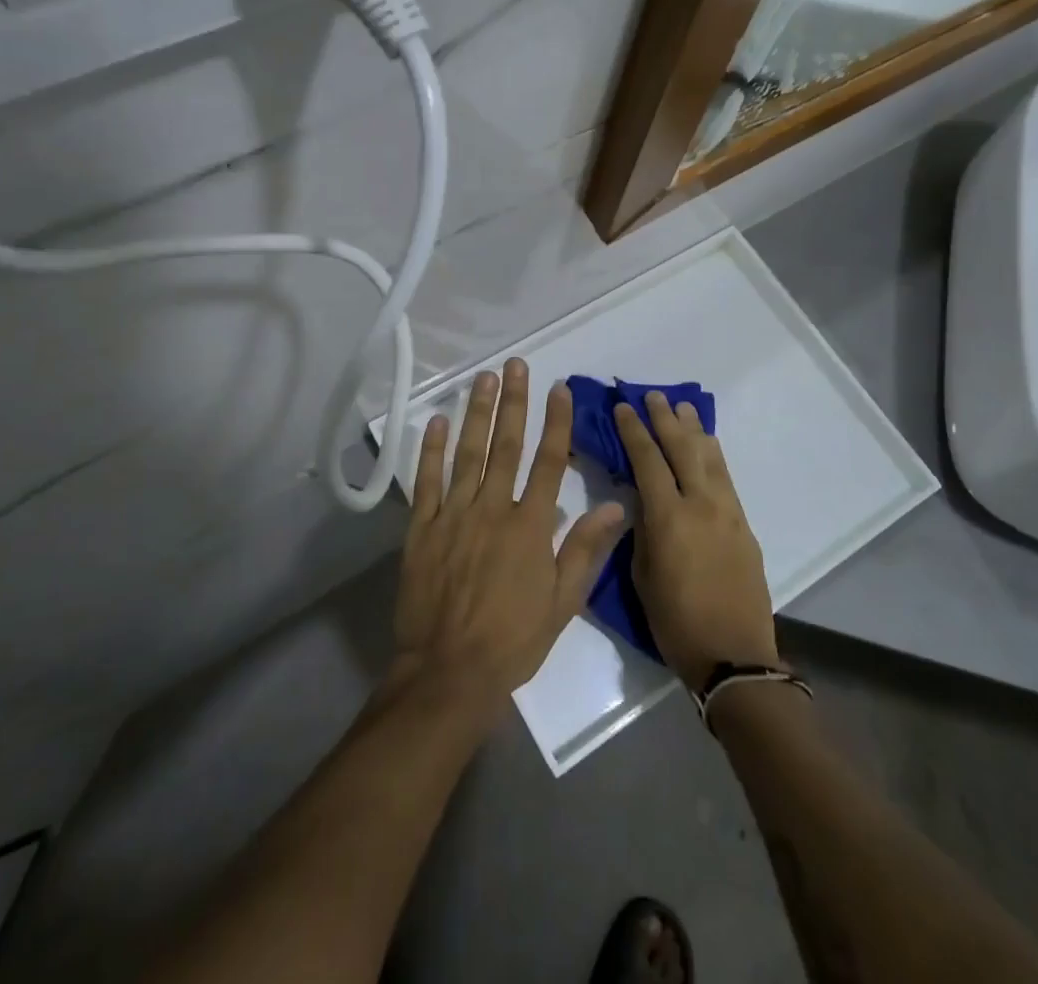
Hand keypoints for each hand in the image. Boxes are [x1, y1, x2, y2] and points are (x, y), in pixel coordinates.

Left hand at [390, 359, 626, 719]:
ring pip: (467, 453)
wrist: (448, 672)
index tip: (558, 389)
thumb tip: (616, 507)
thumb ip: (585, 550)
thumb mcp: (562, 603)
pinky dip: (431, 449)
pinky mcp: (420, 528)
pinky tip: (437, 422)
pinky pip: (426, 481)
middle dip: (513, 402)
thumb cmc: (512, 641)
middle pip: (506, 445)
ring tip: (482, 378)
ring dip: (476, 413)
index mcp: (530, 526)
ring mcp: (452, 515)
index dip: (556, 422)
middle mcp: (492, 509)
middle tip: (515, 365)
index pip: (549, 462)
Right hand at [616, 391, 778, 689]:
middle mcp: (701, 505)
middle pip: (682, 449)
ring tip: (682, 407)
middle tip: (652, 395)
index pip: (647, 460)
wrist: (734, 655)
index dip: (633, 430)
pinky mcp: (744, 525)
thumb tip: (641, 499)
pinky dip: (713, 454)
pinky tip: (707, 444)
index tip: (623, 406)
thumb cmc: (675, 622)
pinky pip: (726, 477)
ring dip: (694, 429)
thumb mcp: (642, 575)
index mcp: (669, 518)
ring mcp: (728, 512)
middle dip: (665, 419)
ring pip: (709, 458)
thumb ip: (642, 530)